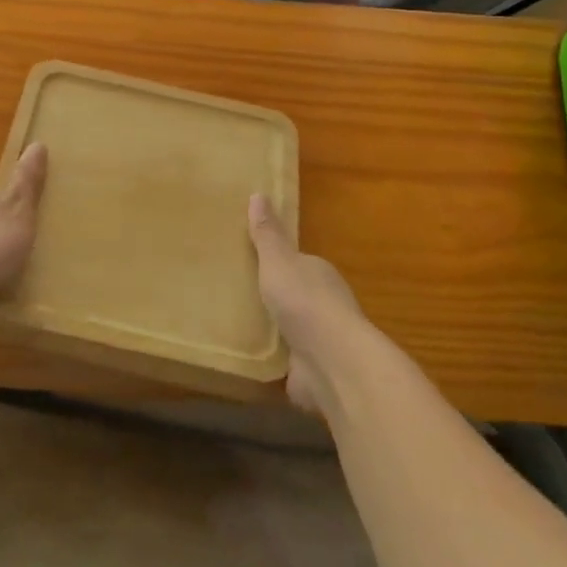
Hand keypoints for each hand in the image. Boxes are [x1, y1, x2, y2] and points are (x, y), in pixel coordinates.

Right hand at [249, 192, 367, 414]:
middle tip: (234, 293)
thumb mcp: (278, 260)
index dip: (276, 262)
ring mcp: (318, 342)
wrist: (332, 363)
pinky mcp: (310, 373)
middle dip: (271, 297)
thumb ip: (267, 234)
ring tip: (235, 327)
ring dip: (271, 331)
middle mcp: (323, 306)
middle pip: (293, 296)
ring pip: (289, 331)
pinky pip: (285, 363)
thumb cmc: (304, 302)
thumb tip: (258, 193)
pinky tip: (248, 359)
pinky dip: (271, 361)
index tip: (250, 262)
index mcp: (319, 274)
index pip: (297, 263)